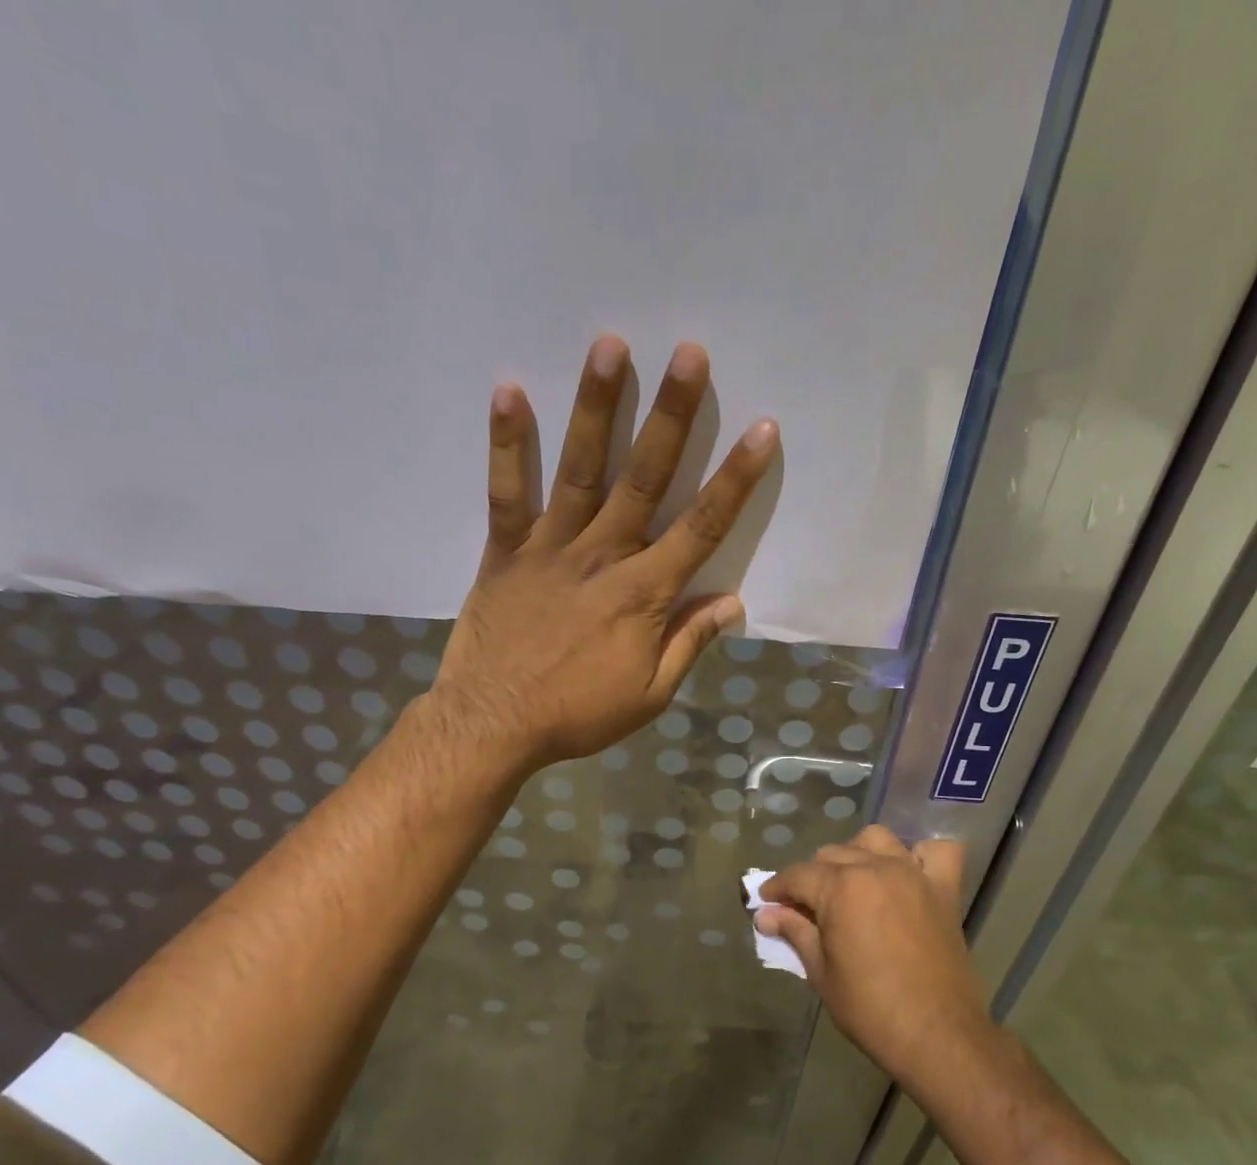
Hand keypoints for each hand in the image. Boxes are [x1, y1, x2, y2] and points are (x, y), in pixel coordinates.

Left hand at [430, 334, 779, 770]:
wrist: (493, 726)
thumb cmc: (577, 714)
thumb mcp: (649, 694)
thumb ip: (689, 643)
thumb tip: (732, 602)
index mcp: (644, 594)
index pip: (702, 527)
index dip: (736, 479)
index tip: (763, 429)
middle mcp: (602, 557)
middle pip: (644, 478)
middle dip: (672, 415)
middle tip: (690, 354)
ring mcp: (549, 548)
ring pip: (580, 470)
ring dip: (596, 408)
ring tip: (609, 346)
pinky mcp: (504, 552)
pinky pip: (506, 494)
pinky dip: (507, 445)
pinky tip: (510, 390)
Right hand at [757, 827, 990, 1087]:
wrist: (937, 1035)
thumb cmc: (870, 1008)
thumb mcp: (821, 972)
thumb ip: (794, 932)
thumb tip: (765, 914)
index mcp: (841, 887)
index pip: (797, 875)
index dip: (777, 888)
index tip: (766, 903)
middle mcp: (876, 867)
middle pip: (832, 855)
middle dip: (811, 877)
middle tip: (804, 909)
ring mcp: (913, 874)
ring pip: (876, 840)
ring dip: (858, 854)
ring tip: (851, 884)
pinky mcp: (945, 890)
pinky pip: (936, 852)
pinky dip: (920, 855)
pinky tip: (907, 873)